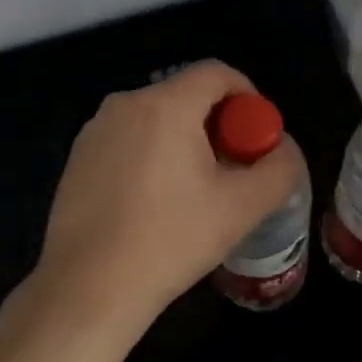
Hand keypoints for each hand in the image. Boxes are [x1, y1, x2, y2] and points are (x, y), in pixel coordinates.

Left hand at [29, 61, 306, 348]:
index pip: (217, 73)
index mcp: (166, 105)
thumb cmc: (169, 240)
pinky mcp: (78, 156)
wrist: (87, 289)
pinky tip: (153, 202)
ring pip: (156, 118)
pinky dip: (151, 153)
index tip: (257, 136)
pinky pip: (128, 138)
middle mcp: (126, 103)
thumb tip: (284, 148)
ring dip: (183, 140)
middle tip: (232, 168)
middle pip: (186, 94)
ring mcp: (96, 129)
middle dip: (217, 123)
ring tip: (194, 190)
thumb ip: (279, 169)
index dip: (247, 96)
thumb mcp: (241, 208)